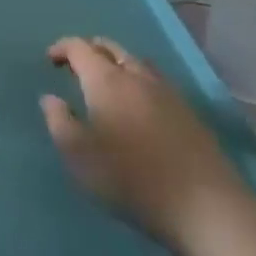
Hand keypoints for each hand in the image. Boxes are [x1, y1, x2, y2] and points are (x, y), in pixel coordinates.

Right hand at [40, 37, 253, 255]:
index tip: (50, 60)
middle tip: (75, 66)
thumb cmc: (131, 178)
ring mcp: (168, 94)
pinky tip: (138, 105)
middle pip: (112, 47)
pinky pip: (157, 82)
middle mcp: (137, 78)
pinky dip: (139, 81)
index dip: (63, 48)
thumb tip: (51, 98)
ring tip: (106, 82)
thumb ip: (59, 121)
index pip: (80, 48)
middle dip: (90, 49)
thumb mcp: (78, 155)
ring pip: (137, 62)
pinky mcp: (190, 114)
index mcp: (106, 82)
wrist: (205, 207)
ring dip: (117, 63)